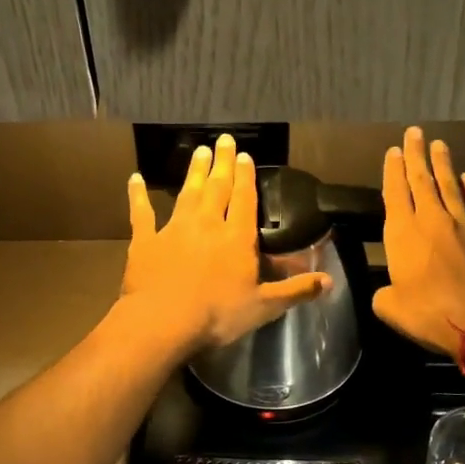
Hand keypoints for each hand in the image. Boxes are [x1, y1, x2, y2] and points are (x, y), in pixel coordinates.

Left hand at [121, 134, 331, 352]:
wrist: (163, 322)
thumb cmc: (217, 315)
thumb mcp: (264, 307)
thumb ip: (296, 290)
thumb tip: (330, 281)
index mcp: (237, 238)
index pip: (245, 200)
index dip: (246, 177)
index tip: (245, 156)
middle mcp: (207, 224)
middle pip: (217, 188)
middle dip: (222, 163)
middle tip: (224, 140)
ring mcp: (174, 229)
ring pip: (187, 193)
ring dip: (194, 172)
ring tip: (199, 151)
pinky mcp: (146, 241)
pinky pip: (141, 213)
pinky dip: (138, 195)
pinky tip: (135, 179)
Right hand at [372, 127, 464, 357]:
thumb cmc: (431, 315)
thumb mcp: (391, 308)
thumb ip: (384, 293)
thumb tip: (388, 290)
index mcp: (404, 234)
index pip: (395, 193)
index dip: (393, 171)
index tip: (393, 151)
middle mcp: (433, 221)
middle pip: (422, 181)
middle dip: (416, 156)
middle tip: (414, 132)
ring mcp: (464, 226)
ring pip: (451, 187)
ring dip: (443, 165)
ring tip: (439, 145)